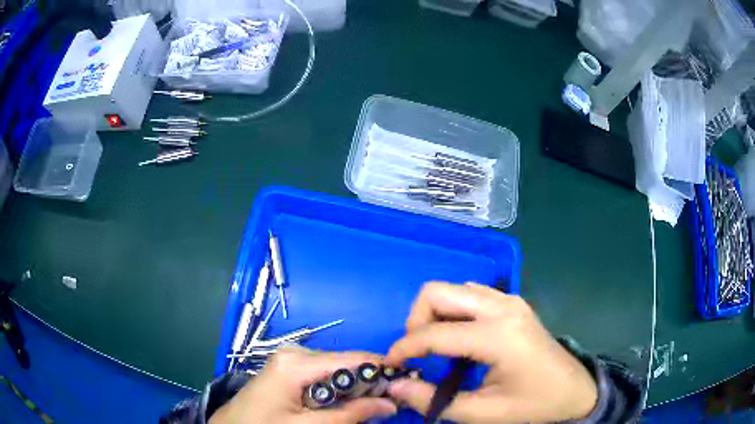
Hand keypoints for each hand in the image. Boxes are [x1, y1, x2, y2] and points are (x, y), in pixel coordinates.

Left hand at [210, 345, 396, 423]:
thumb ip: (351, 414)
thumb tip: (391, 404)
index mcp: (296, 363)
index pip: (350, 359)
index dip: (381, 368)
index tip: (406, 381)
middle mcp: (294, 353)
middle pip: (343, 362)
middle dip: (368, 381)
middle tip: (391, 399)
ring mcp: (288, 359)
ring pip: (334, 369)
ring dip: (354, 386)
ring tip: (373, 403)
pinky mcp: (286, 369)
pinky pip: (321, 374)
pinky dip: (337, 388)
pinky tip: (346, 402)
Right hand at [385, 282, 597, 423]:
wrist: (575, 392)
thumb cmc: (534, 406)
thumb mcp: (483, 413)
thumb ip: (434, 401)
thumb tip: (394, 385)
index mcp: (498, 335)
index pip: (434, 333)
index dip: (404, 348)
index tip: (390, 365)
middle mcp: (502, 307)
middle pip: (438, 292)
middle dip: (416, 321)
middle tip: (417, 354)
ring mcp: (510, 300)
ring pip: (453, 289)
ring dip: (434, 315)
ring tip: (436, 349)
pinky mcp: (513, 303)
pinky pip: (470, 295)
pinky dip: (453, 313)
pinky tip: (460, 340)